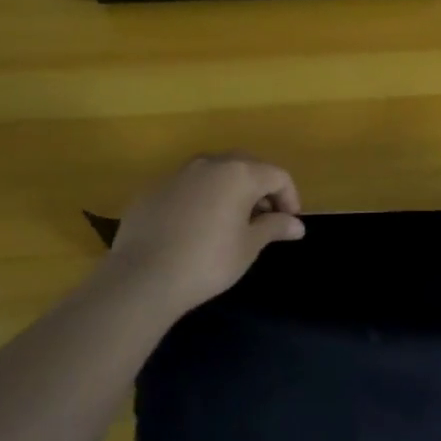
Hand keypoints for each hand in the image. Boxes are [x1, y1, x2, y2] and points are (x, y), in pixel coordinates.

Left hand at [102, 154, 304, 316]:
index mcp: (238, 173)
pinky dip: (201, 197)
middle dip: (260, 188)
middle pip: (245, 165)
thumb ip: (274, 228)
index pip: (277, 175)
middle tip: (264, 218)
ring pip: (214, 172)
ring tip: (231, 220)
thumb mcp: (249, 247)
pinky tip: (196, 226)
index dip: (290, 197)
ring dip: (230, 189)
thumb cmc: (208, 261)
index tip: (289, 223)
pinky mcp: (152, 189)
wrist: (143, 277)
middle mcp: (208, 164)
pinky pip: (187, 186)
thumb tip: (296, 225)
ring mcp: (177, 174)